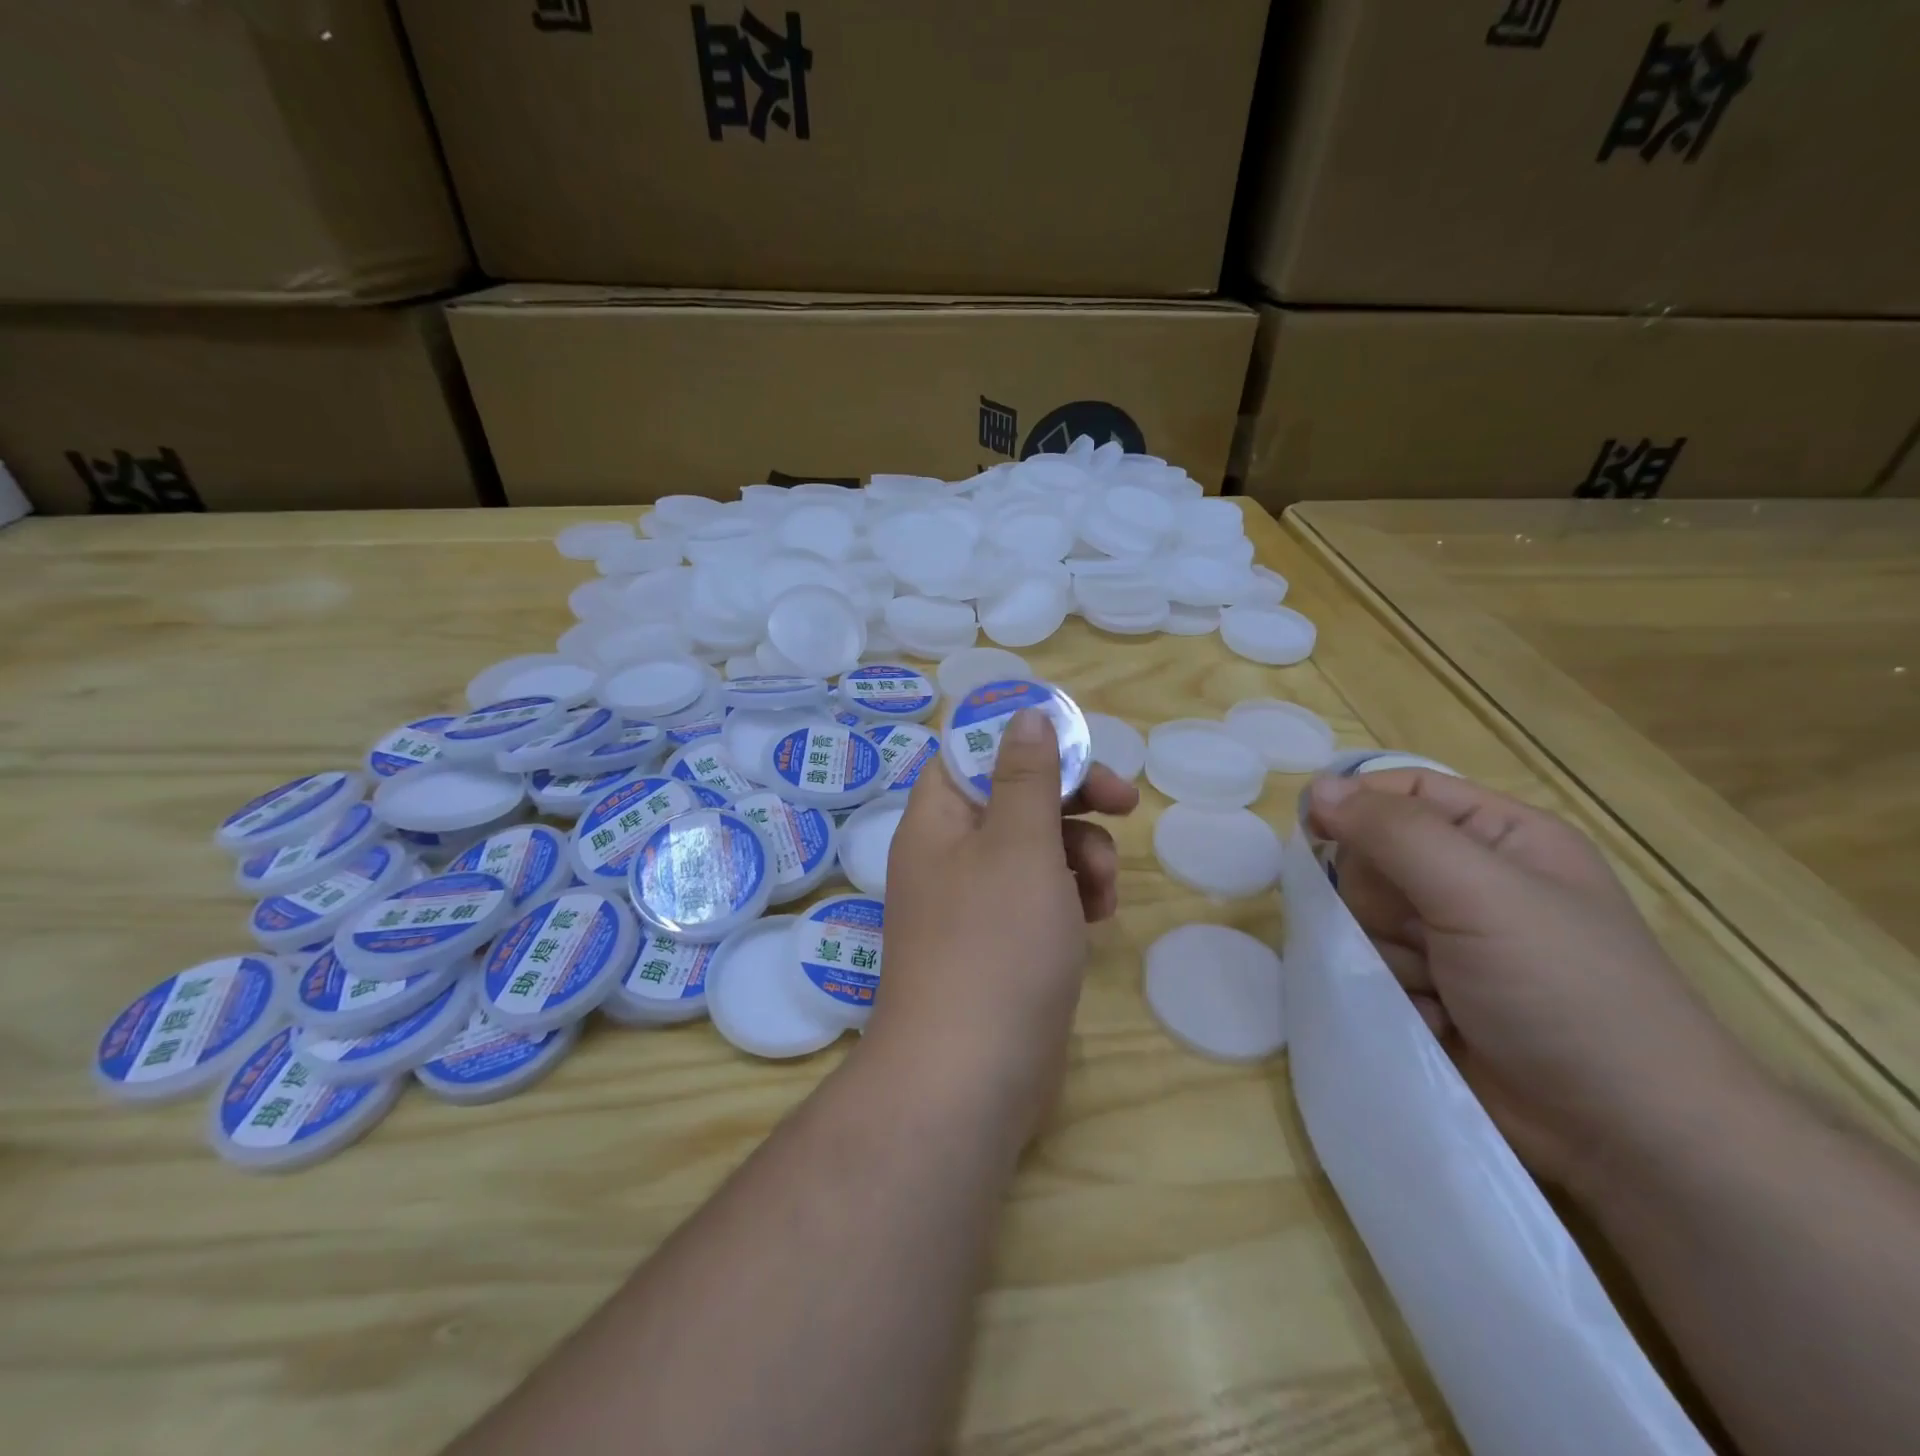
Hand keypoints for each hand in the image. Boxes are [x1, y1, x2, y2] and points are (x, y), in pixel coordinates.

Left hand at [869, 708, 1138, 1143]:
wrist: (970, 1077)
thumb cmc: (994, 944)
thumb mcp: (1018, 845)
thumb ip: (1026, 776)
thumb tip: (1023, 713)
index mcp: (939, 818)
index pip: (973, 751)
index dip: (1024, 739)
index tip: (1078, 744)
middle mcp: (951, 853)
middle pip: (1016, 796)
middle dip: (1072, 797)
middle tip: (1123, 802)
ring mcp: (977, 901)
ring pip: (1038, 847)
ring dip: (1082, 853)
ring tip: (1103, 889)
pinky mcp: (1004, 942)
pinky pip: (1043, 895)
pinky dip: (1073, 895)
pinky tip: (1098, 918)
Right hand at [1307, 769, 1752, 1195]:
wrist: (1626, 1137)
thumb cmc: (1566, 991)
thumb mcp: (1481, 893)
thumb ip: (1394, 834)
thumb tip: (1318, 788)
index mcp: (1500, 836)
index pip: (1404, 790)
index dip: (1356, 804)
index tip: (1316, 832)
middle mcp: (1471, 880)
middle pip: (1372, 856)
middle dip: (1379, 898)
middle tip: (1419, 932)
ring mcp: (1448, 940)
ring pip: (1362, 916)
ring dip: (1386, 952)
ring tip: (1435, 988)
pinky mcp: (1430, 991)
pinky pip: (1371, 967)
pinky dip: (1392, 991)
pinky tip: (1434, 1019)